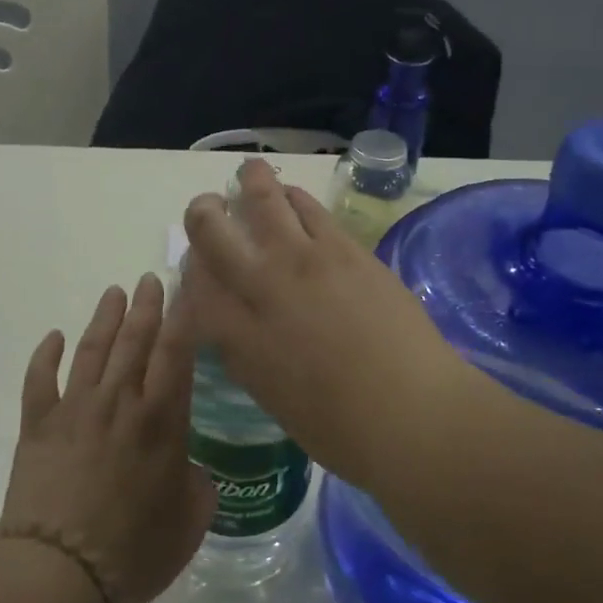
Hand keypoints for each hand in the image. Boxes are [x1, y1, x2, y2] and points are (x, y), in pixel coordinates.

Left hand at [4, 273, 215, 602]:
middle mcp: (119, 403)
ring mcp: (74, 410)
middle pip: (135, 341)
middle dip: (146, 306)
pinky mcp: (37, 426)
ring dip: (104, 319)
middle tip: (150, 279)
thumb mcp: (191, 521)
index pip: (176, 354)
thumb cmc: (135, 550)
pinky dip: (45, 355)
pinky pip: (40, 380)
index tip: (186, 290)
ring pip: (91, 350)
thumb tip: (189, 470)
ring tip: (114, 293)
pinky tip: (52, 337)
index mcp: (161, 420)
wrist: (60, 573)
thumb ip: (198, 486)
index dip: (182, 318)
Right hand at [179, 159, 471, 487]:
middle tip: (209, 208)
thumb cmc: (339, 428)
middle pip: (210, 230)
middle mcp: (260, 287)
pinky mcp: (344, 249)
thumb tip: (231, 323)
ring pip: (262, 200)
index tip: (198, 266)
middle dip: (202, 214)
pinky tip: (292, 197)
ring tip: (249, 174)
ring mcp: (304, 261)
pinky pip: (308, 207)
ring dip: (250, 182)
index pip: (194, 282)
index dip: (190, 267)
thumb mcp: (270, 396)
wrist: (412, 412)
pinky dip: (292, 196)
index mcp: (236, 335)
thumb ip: (242, 351)